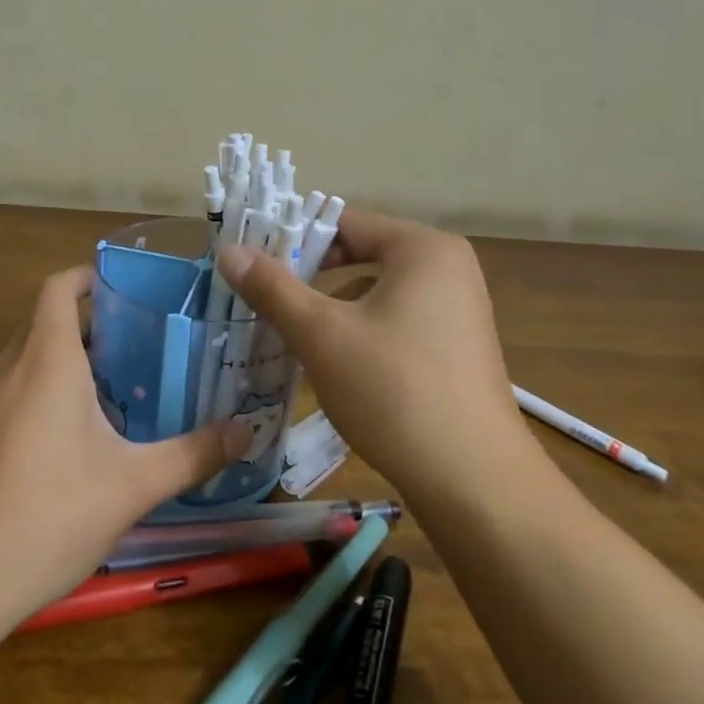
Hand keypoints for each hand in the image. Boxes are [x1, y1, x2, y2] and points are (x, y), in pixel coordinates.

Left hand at [0, 266, 250, 623]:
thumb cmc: (49, 514)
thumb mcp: (133, 485)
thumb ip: (193, 455)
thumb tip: (248, 432)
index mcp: (45, 358)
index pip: (59, 287)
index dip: (88, 277)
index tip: (125, 290)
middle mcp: (5, 366)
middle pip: (45, 323)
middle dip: (89, 329)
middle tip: (138, 350)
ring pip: (24, 360)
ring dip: (61, 365)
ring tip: (109, 395)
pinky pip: (5, 393)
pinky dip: (35, 396)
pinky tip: (63, 446)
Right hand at [218, 208, 539, 500]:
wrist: (475, 482)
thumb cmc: (395, 391)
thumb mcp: (322, 335)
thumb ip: (273, 287)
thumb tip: (229, 250)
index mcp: (423, 248)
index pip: (345, 221)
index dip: (293, 235)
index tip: (251, 259)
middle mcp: (448, 267)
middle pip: (362, 253)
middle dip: (310, 273)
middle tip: (262, 293)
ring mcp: (458, 309)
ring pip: (377, 289)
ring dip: (332, 304)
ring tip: (289, 329)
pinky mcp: (457, 346)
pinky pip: (397, 318)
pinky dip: (361, 328)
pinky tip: (334, 361)